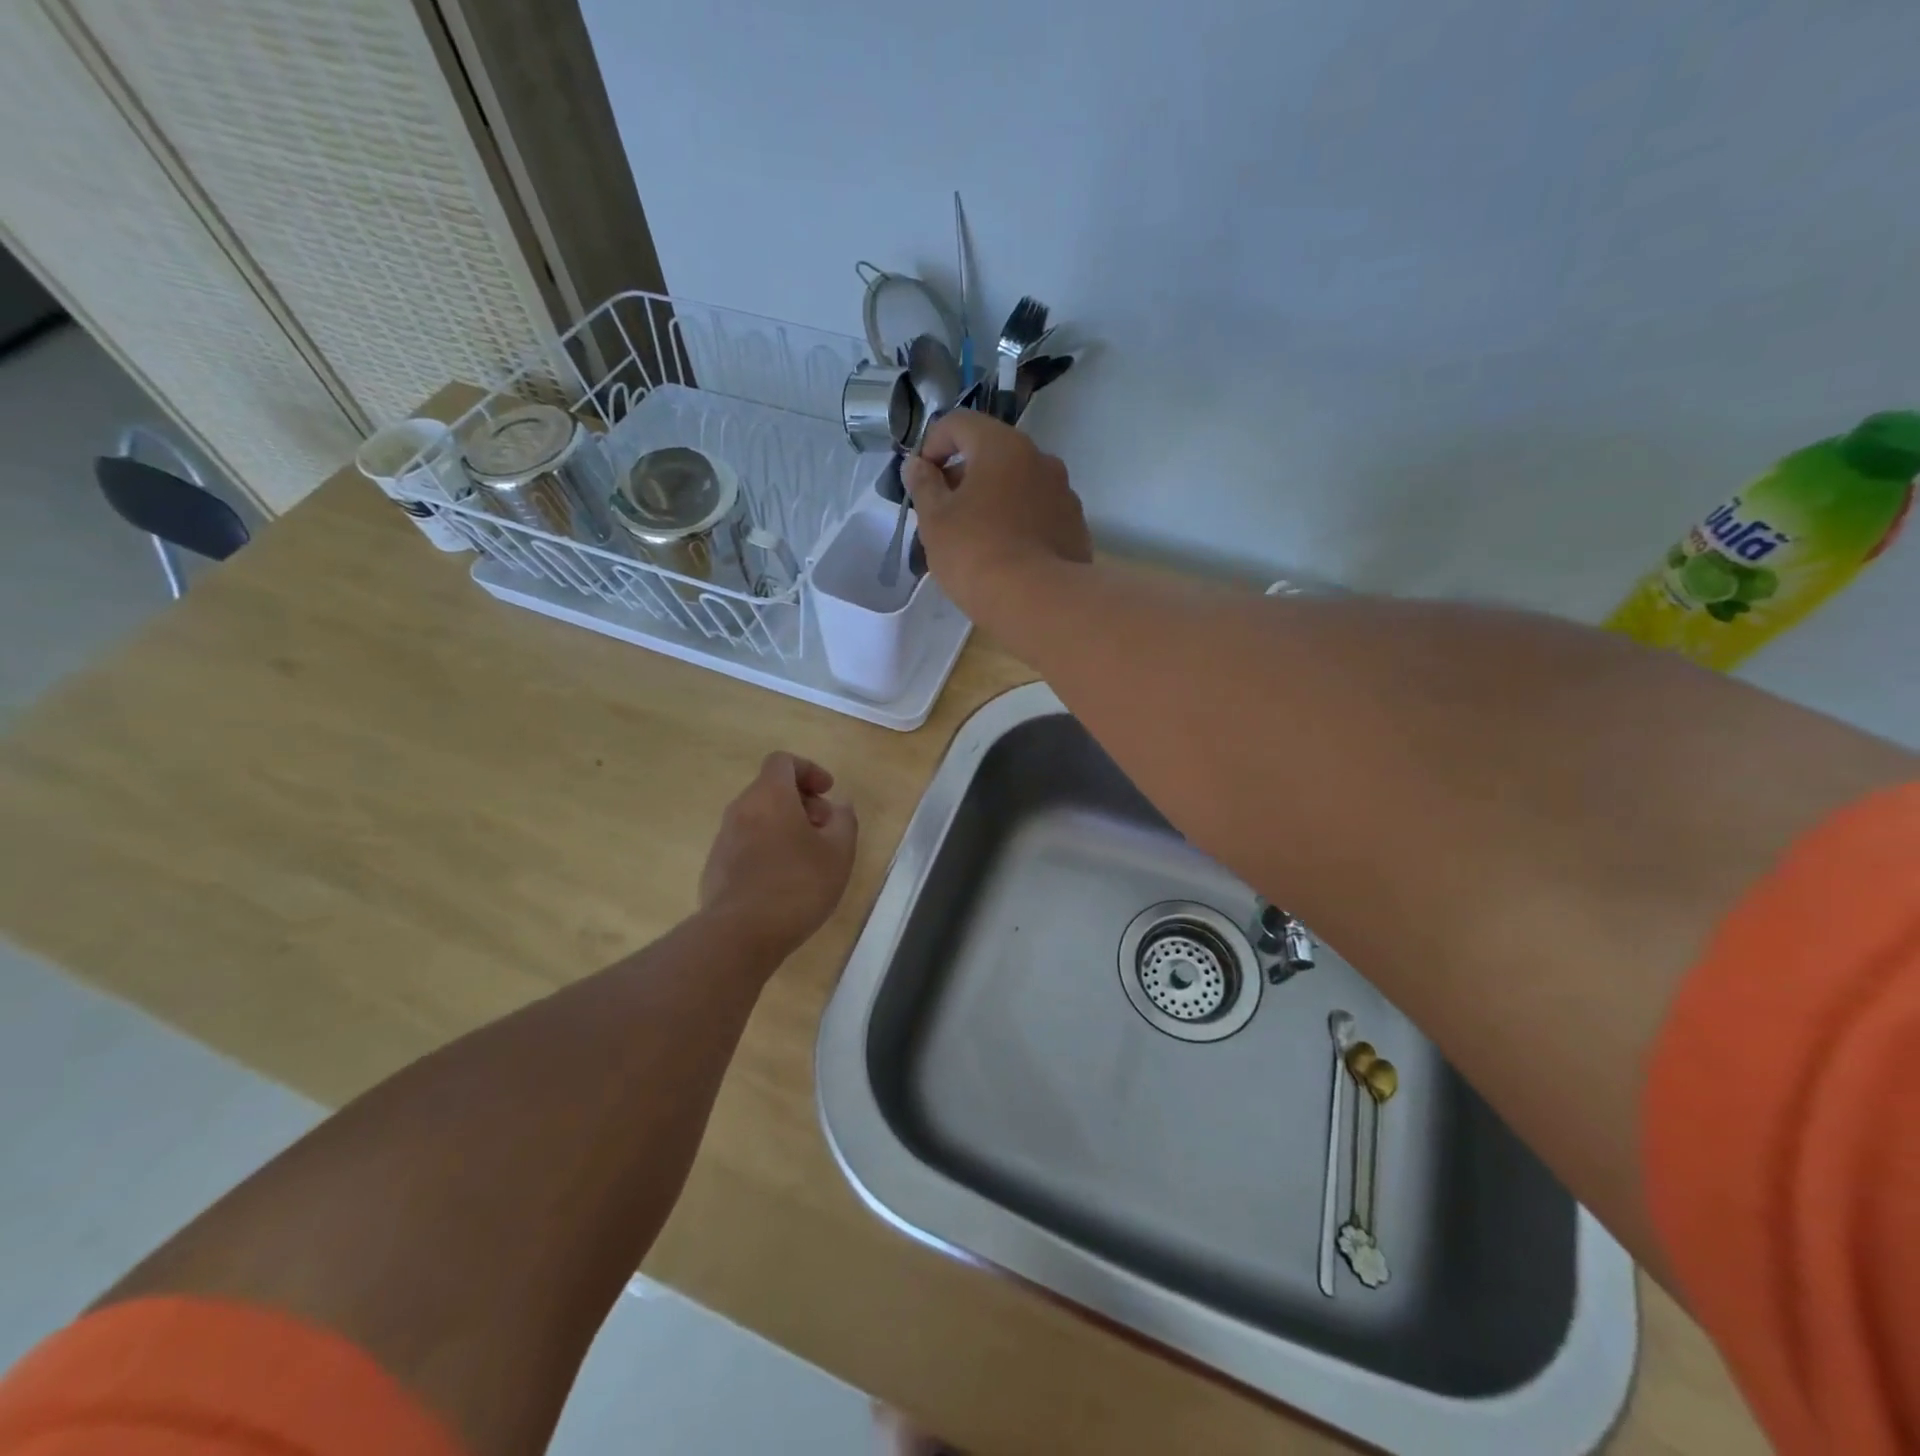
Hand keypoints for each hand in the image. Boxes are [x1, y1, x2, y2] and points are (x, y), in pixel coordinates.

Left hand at [698, 752, 857, 962]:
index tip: (827, 793)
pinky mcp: (716, 867)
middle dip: (801, 802)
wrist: (740, 934)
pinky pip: (745, 844)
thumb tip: (839, 806)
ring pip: (757, 817)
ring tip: (808, 858)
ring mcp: (724, 839)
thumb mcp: (839, 852)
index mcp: (770, 796)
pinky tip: (783, 881)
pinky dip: (767, 848)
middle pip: (770, 789)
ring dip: (784, 826)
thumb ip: (844, 821)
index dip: (809, 770)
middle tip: (824, 830)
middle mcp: (741, 809)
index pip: (783, 761)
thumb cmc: (797, 884)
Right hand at [901, 409, 1090, 618]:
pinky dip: (1019, 522)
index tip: (922, 479)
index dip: (933, 444)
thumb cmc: (976, 553)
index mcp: (1003, 446)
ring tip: (976, 537)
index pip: (959, 423)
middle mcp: (1040, 459)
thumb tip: (917, 465)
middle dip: (965, 475)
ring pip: (1019, 484)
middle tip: (945, 512)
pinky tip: (1007, 554)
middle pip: (993, 453)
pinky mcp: (1076, 526)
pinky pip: (1039, 513)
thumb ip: (923, 486)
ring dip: (994, 499)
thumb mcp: (935, 521)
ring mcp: (1064, 493)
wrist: (1039, 601)